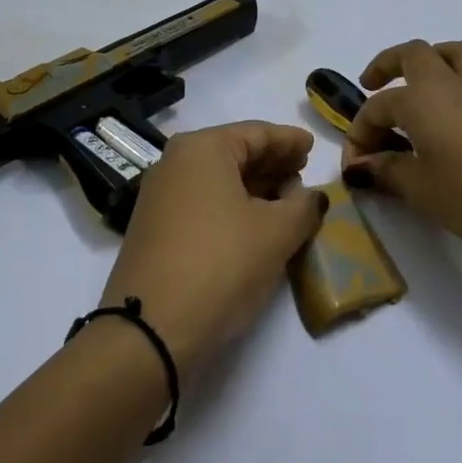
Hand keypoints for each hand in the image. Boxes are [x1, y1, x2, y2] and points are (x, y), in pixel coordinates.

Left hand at [101, 122, 327, 375]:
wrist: (149, 329)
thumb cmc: (221, 263)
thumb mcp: (276, 233)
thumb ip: (303, 206)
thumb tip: (312, 196)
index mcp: (202, 149)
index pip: (257, 133)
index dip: (289, 140)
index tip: (312, 146)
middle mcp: (175, 163)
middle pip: (235, 153)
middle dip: (272, 163)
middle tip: (304, 173)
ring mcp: (160, 196)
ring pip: (218, 180)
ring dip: (255, 188)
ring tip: (287, 201)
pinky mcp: (154, 229)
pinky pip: (203, 203)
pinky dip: (232, 206)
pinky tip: (255, 224)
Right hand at [343, 40, 461, 258]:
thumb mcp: (420, 189)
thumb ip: (387, 173)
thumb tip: (361, 166)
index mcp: (420, 99)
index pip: (376, 109)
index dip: (358, 135)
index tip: (354, 169)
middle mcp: (450, 85)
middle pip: (415, 53)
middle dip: (388, 64)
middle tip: (372, 84)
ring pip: (459, 54)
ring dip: (436, 60)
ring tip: (423, 86)